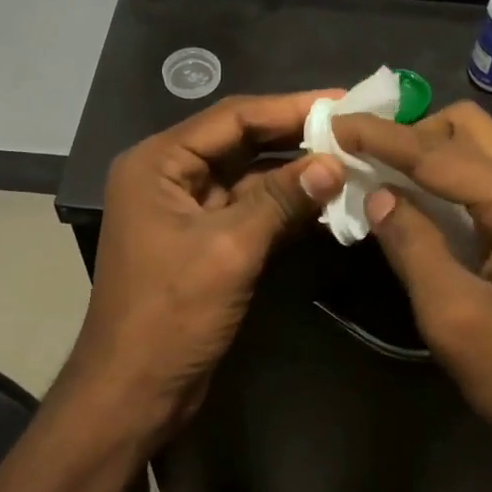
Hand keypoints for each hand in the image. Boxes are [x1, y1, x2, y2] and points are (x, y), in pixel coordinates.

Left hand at [68, 91, 345, 443]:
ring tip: (353, 162)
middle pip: (241, 143)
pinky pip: (250, 212)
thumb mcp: (229, 249)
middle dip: (296, 138)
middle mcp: (169, 177)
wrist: (136, 390)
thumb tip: (335, 162)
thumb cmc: (170, 315)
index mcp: (158, 163)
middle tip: (355, 128)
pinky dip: (286, 208)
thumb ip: (281, 199)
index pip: (232, 118)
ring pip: (249, 179)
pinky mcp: (205, 243)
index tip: (343, 100)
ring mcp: (187, 212)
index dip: (290, 107)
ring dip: (296, 174)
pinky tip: (329, 203)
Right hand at [332, 102, 491, 491]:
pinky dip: (447, 183)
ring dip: (428, 155)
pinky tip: (415, 200)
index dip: (382, 138)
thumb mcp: (454, 317)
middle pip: (469, 131)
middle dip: (410, 134)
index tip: (334, 125)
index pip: (440, 153)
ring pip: (480, 153)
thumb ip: (413, 246)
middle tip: (360, 155)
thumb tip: (378, 195)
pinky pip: (488, 185)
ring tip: (376, 171)